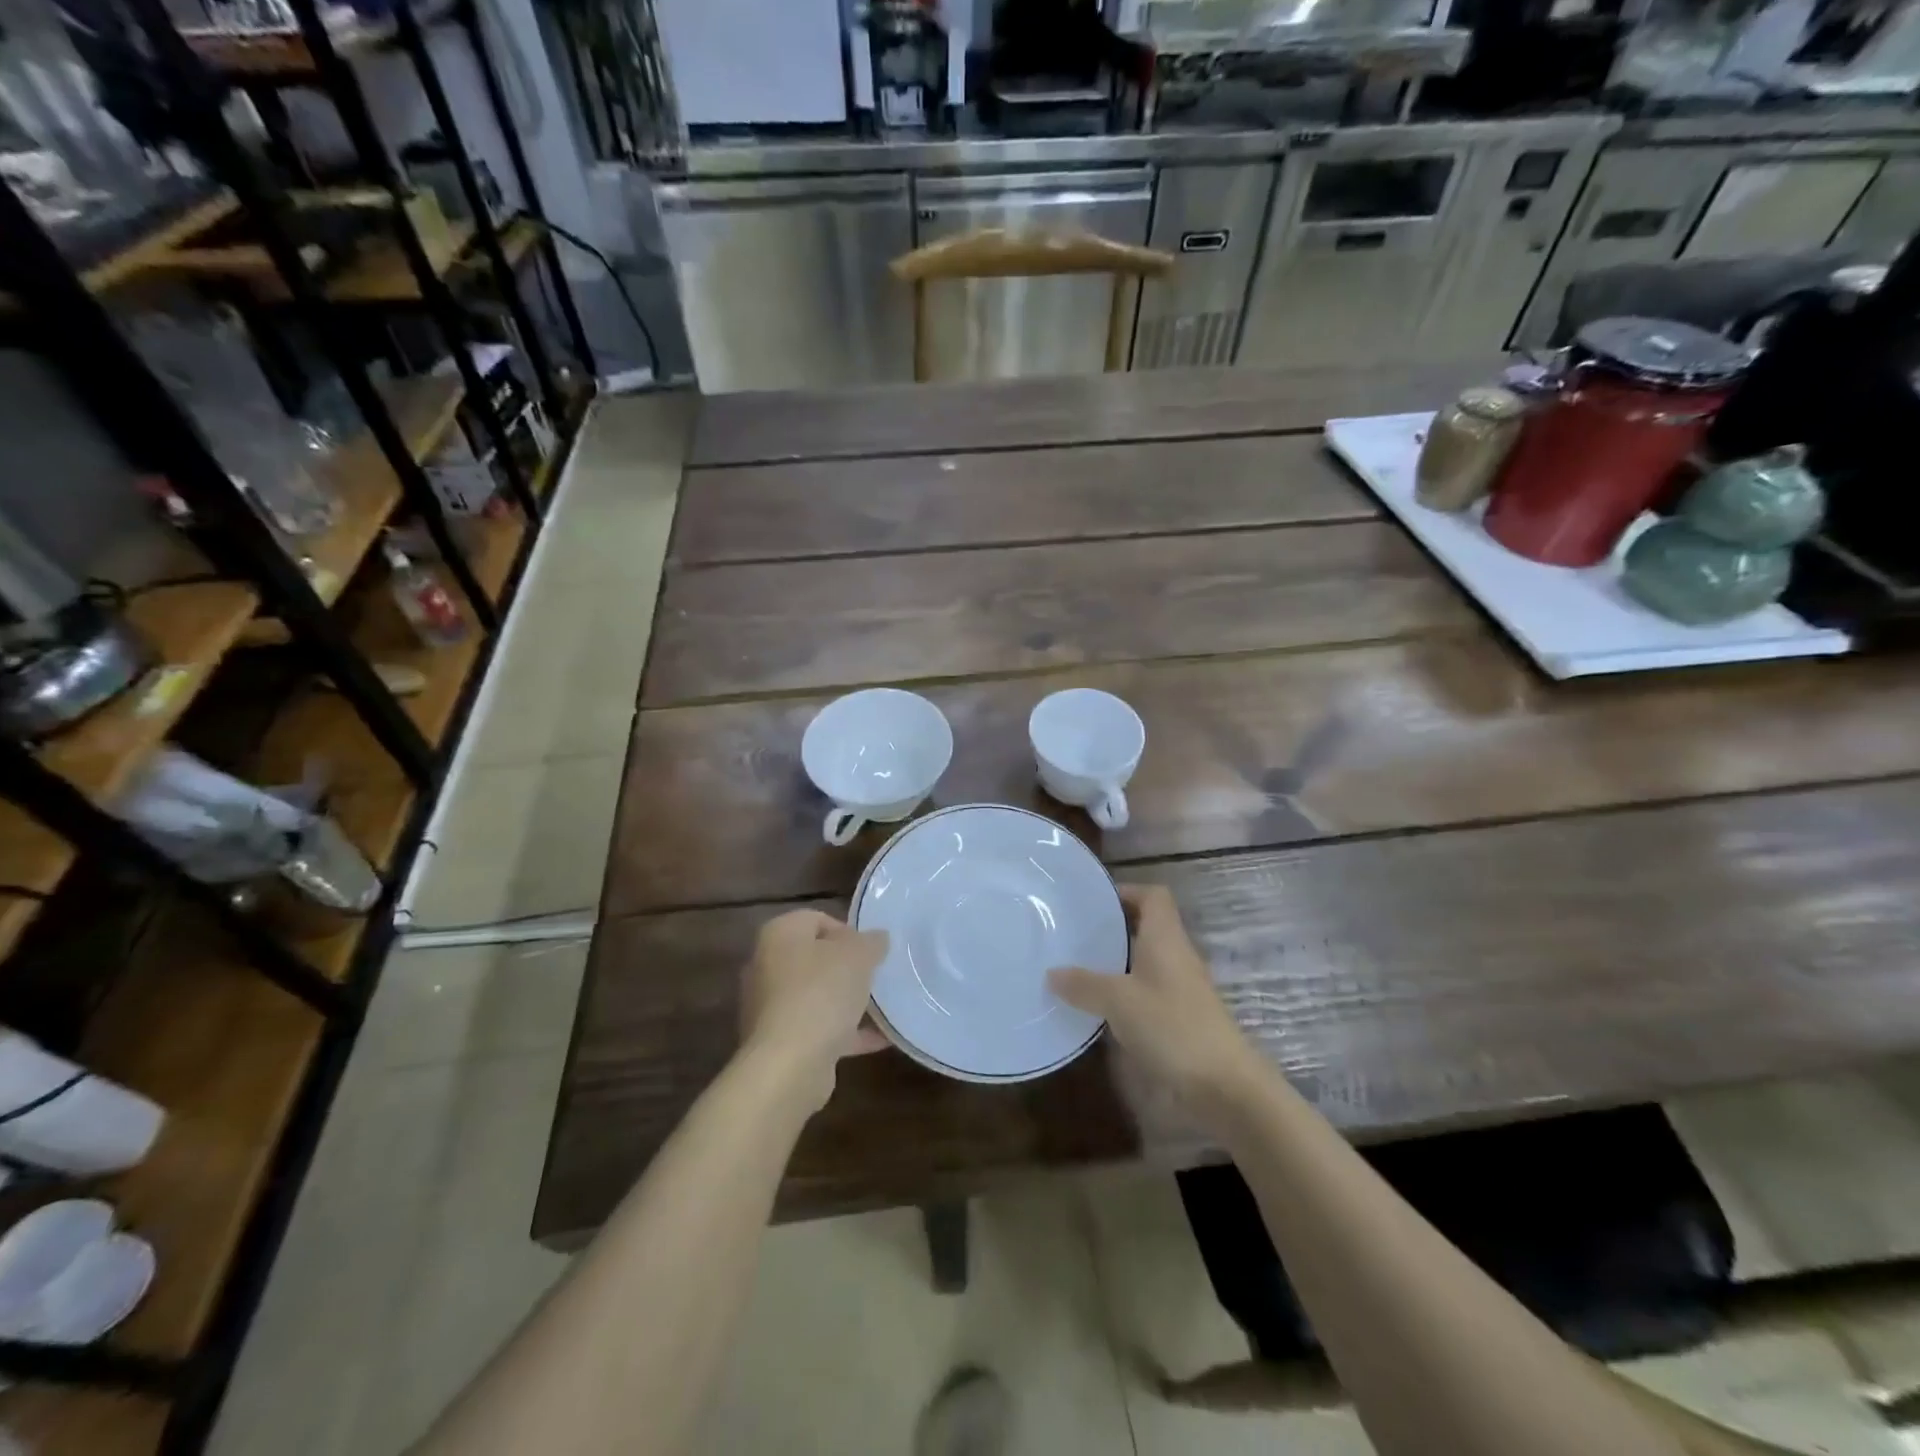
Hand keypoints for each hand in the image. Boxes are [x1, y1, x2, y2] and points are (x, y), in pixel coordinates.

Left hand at [740, 910, 889, 1108]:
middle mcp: (766, 965)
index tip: (870, 951)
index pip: (816, 919)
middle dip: (847, 968)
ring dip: (847, 1001)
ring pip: (816, 995)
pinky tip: (879, 1039)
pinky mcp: (778, 1042)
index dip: (847, 931)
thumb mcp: (858, 955)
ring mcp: (769, 1007)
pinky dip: (845, 1032)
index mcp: (779, 935)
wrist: (789, 1064)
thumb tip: (877, 938)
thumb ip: (871, 942)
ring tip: (882, 1008)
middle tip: (876, 977)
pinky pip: (817, 1028)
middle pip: (815, 958)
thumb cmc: (821, 993)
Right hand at [1049, 884, 1261, 1108]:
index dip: (1126, 891)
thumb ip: (1084, 984)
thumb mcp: (1119, 1001)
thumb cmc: (1172, 1026)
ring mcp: (1180, 988)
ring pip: (1145, 960)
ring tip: (1076, 966)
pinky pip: (1146, 990)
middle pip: (1146, 926)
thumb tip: (1052, 972)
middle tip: (1074, 933)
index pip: (1153, 896)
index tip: (1093, 901)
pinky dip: (1123, 992)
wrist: (1223, 1085)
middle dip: (1112, 927)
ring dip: (1115, 961)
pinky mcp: (1179, 1017)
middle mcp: (1175, 955)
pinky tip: (1097, 1006)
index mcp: (1166, 938)